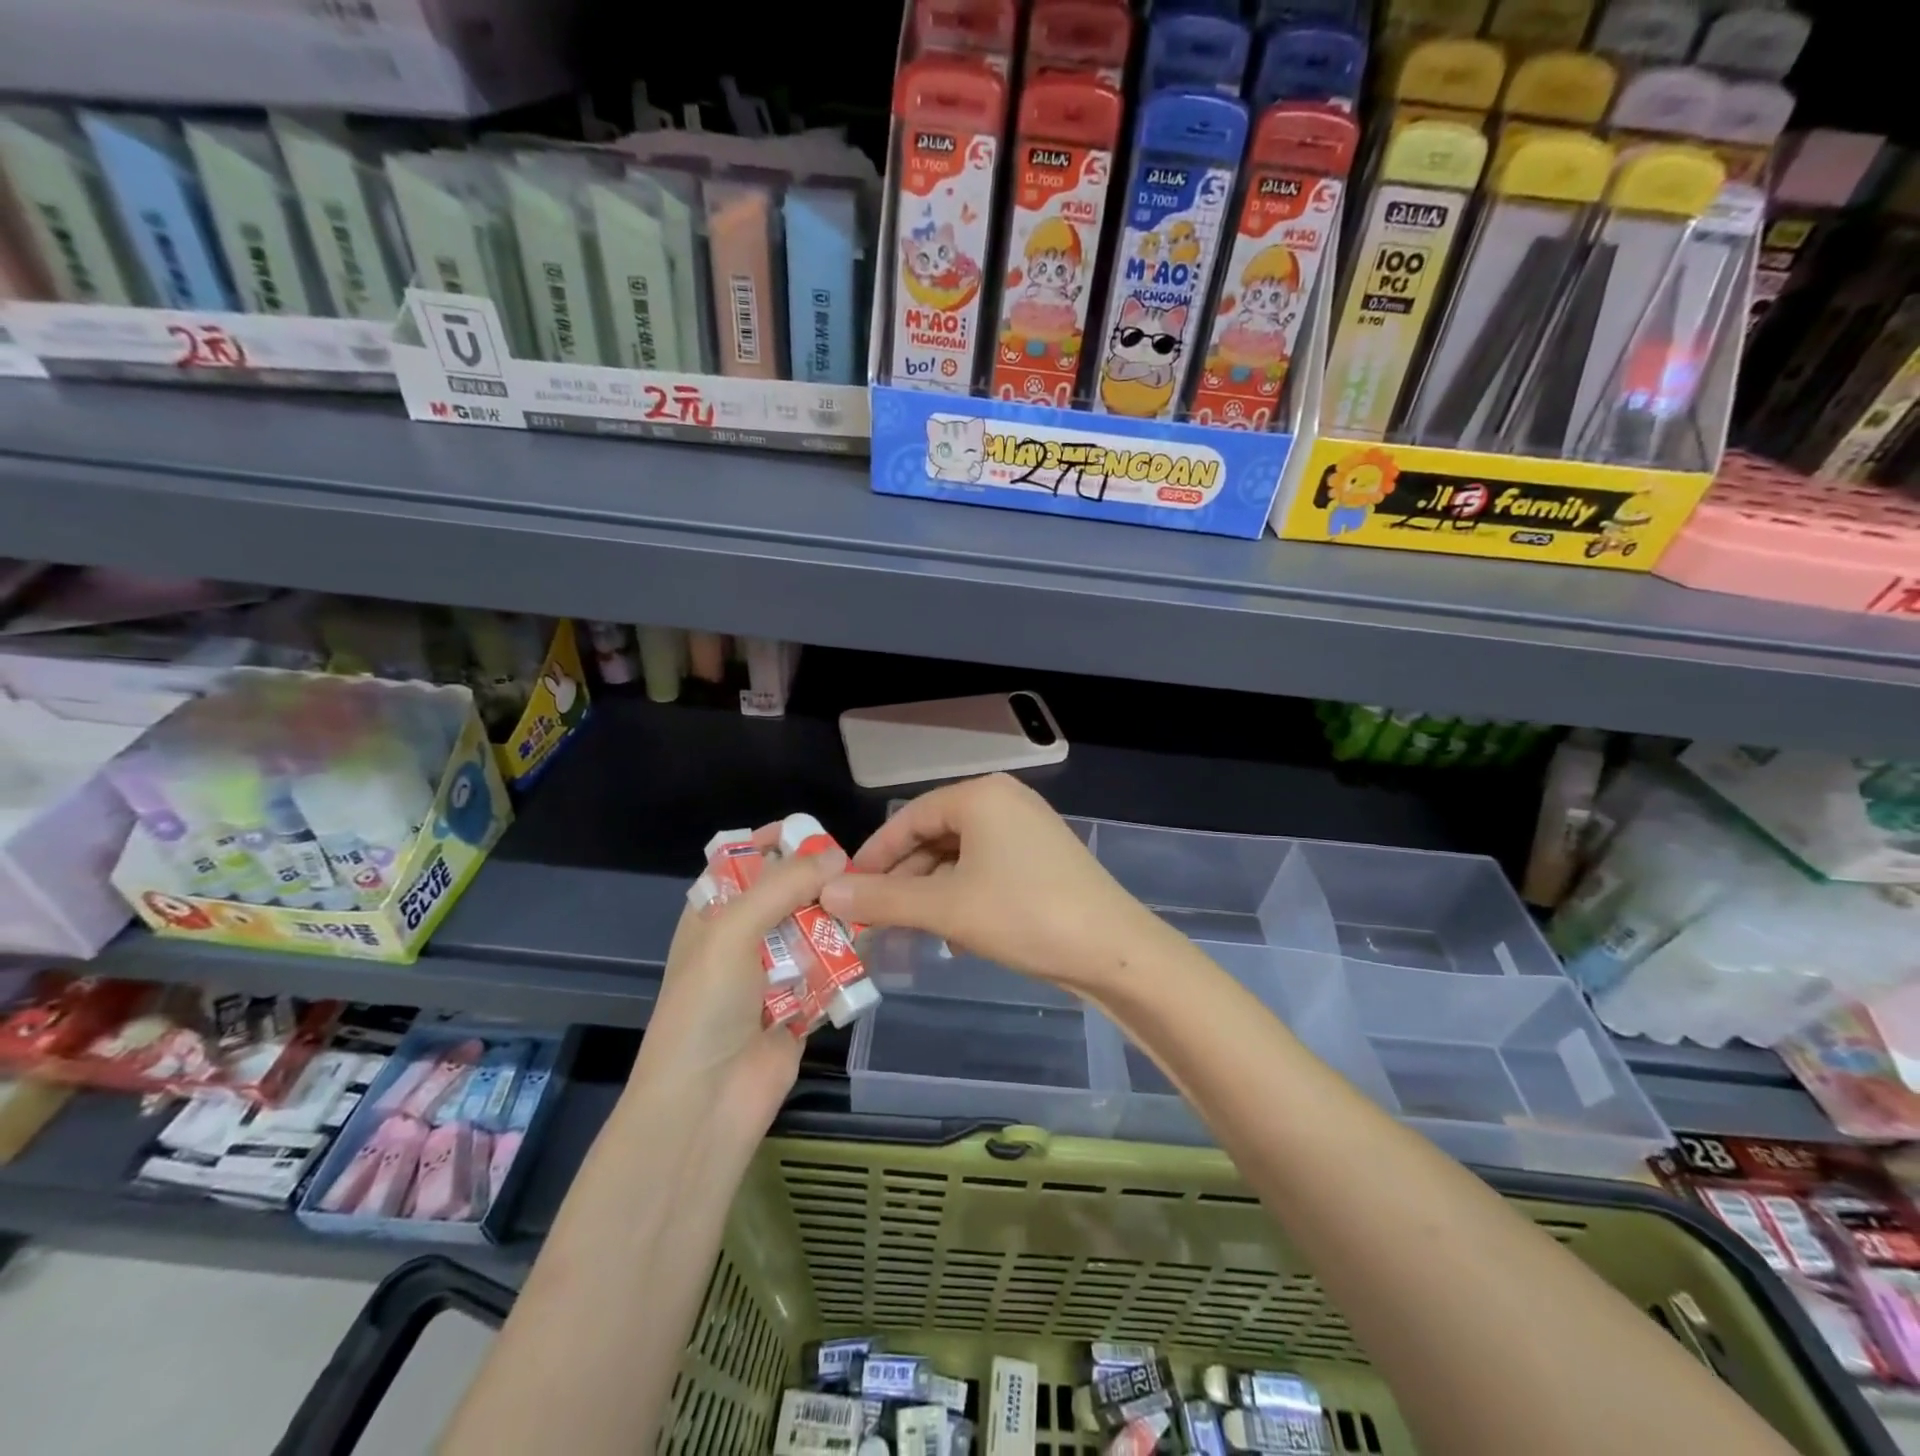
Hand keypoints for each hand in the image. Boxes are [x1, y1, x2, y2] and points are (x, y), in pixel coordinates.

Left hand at [632, 831, 845, 1135]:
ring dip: (839, 917)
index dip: (774, 842)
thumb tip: (836, 856)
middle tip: (859, 868)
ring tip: (875, 899)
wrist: (707, 1103)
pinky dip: (851, 956)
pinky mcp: (804, 1003)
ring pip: (814, 928)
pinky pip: (832, 968)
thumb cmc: (705, 1006)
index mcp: (713, 914)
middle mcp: (743, 937)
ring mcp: (774, 972)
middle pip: (787, 892)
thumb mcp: (732, 932)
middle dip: (818, 879)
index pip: (742, 861)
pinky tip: (877, 940)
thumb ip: (783, 886)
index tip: (815, 831)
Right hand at [820, 774, 1166, 994]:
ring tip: (908, 931)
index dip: (873, 855)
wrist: (1115, 951)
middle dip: (902, 879)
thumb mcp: (946, 908)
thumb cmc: (1024, 915)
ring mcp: (1028, 830)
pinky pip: (985, 869)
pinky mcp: (1042, 859)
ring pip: (959, 857)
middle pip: (934, 835)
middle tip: (873, 917)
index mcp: (981, 796)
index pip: (909, 817)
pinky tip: (953, 934)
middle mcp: (1004, 801)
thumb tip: (829, 894)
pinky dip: (962, 896)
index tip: (846, 891)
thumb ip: (883, 899)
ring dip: (930, 893)